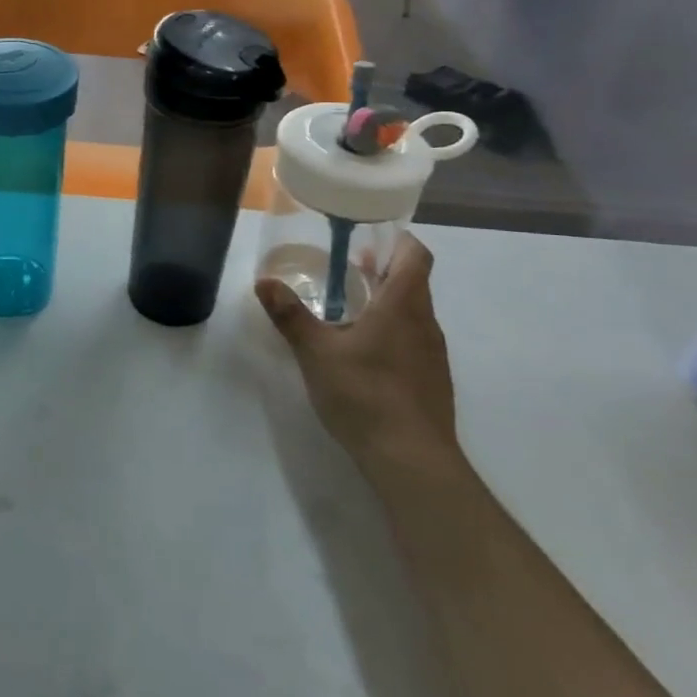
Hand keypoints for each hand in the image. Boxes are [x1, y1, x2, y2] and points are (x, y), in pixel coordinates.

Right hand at [256, 231, 463, 478]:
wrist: (412, 461)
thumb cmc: (365, 394)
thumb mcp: (316, 352)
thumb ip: (290, 315)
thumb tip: (264, 282)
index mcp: (403, 305)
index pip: (415, 255)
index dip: (397, 239)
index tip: (368, 235)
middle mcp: (425, 323)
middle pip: (413, 282)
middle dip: (382, 269)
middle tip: (346, 267)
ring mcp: (432, 354)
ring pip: (413, 313)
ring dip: (386, 302)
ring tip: (348, 308)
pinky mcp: (431, 381)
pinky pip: (413, 341)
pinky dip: (391, 332)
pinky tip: (362, 353)